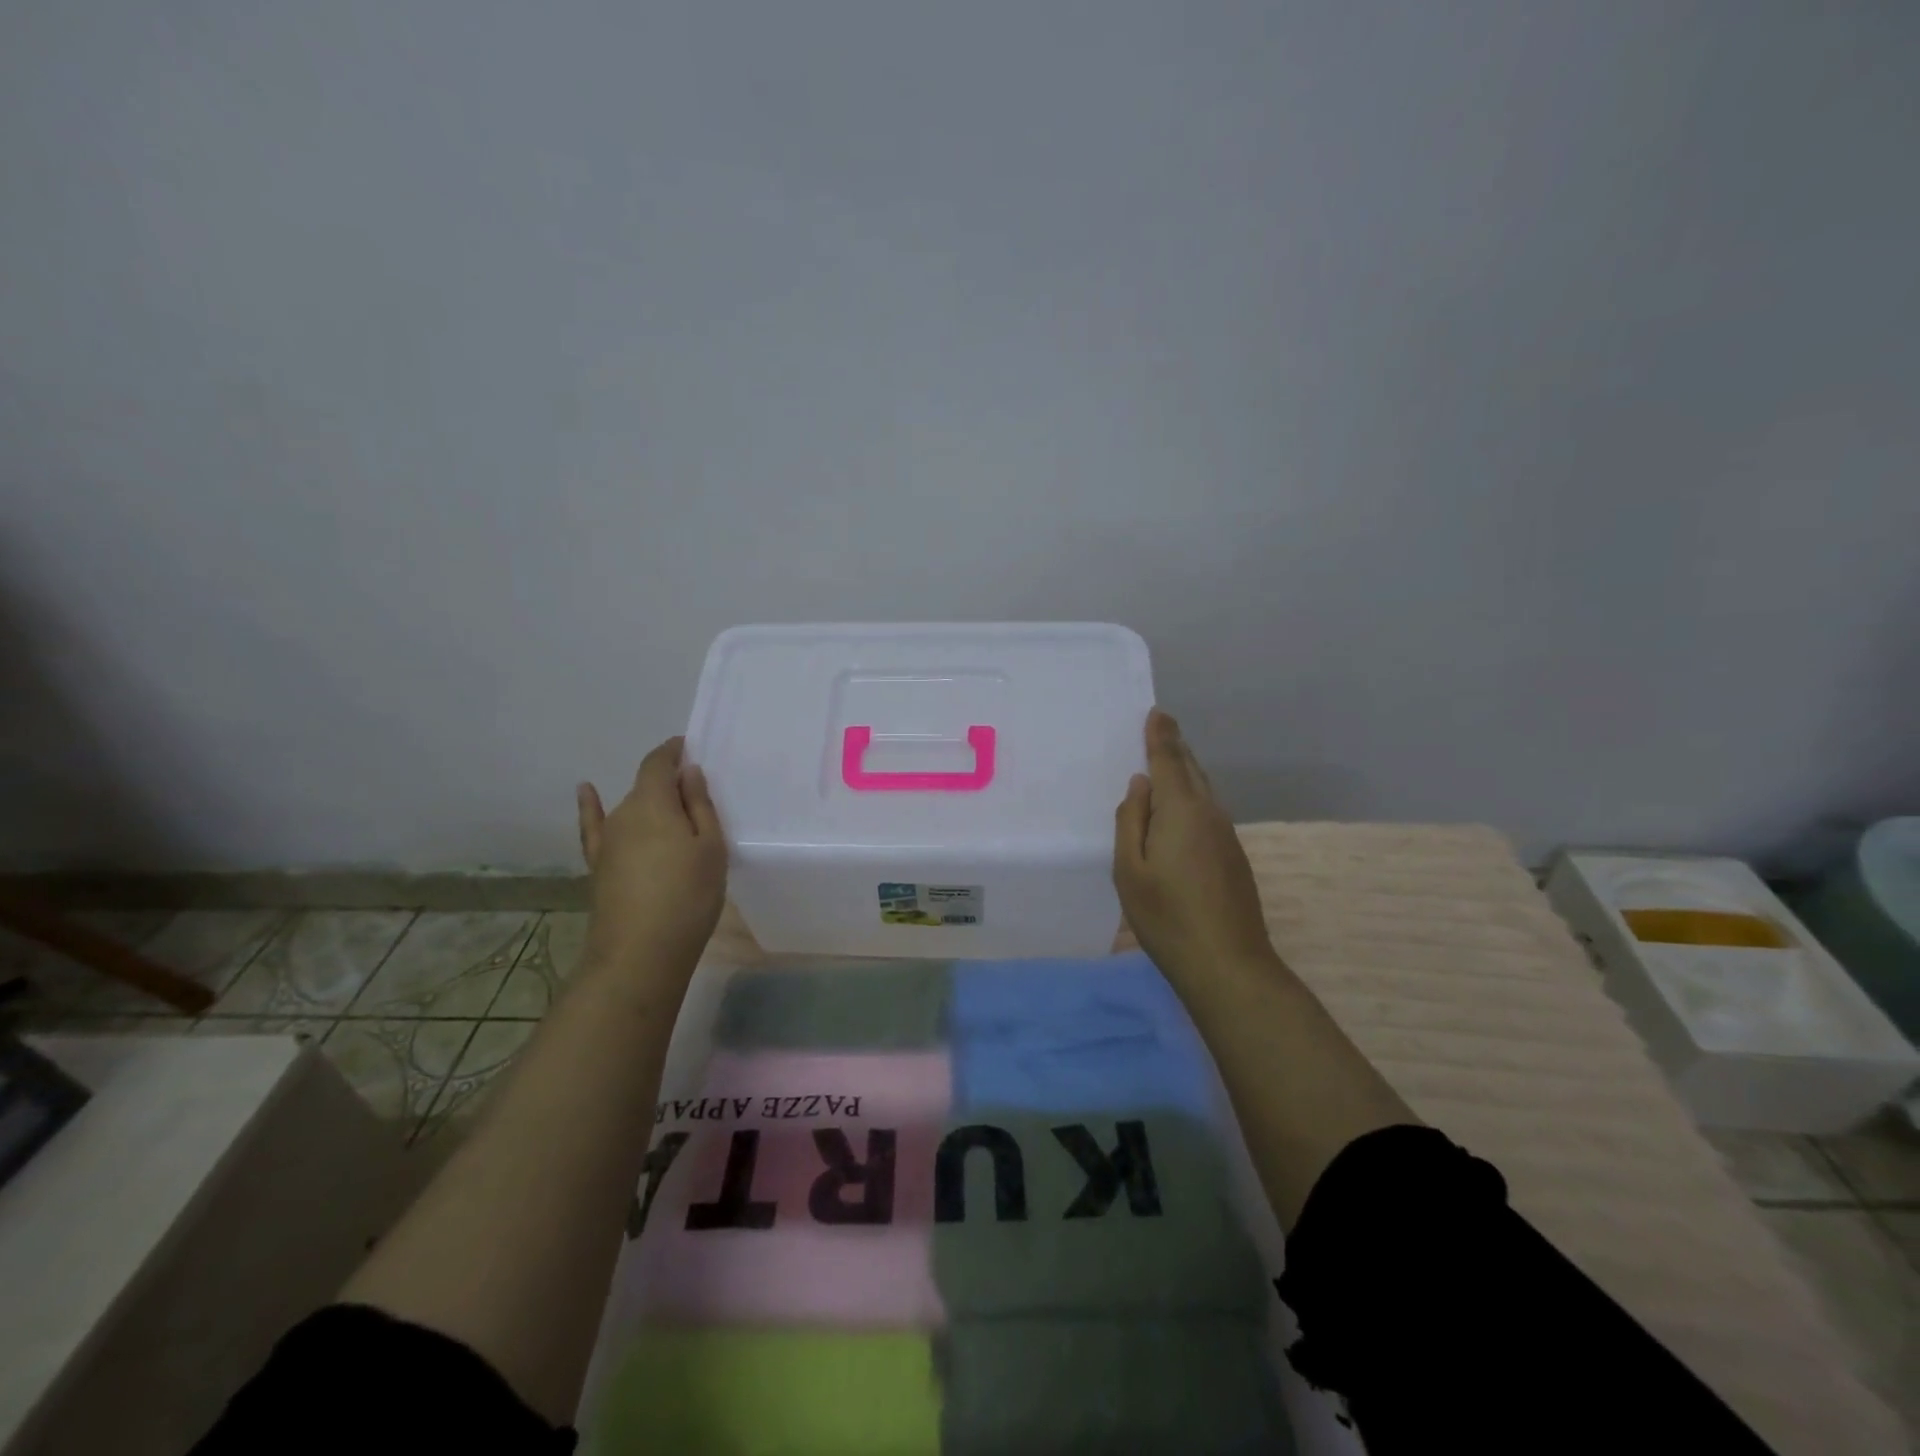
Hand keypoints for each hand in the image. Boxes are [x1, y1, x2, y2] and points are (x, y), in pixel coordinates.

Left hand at [576, 737, 727, 982]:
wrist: (641, 953)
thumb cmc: (688, 896)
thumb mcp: (711, 847)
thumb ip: (699, 806)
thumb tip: (687, 772)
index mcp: (654, 803)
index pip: (658, 763)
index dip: (672, 751)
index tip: (690, 747)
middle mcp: (624, 813)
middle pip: (647, 787)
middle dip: (670, 785)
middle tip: (700, 799)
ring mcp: (607, 840)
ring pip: (631, 809)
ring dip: (651, 804)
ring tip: (676, 813)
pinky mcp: (598, 865)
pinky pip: (594, 827)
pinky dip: (591, 807)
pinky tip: (586, 792)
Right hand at [1113, 709, 1274, 982]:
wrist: (1227, 963)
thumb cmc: (1166, 916)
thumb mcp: (1129, 870)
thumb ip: (1131, 821)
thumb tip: (1141, 784)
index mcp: (1181, 810)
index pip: (1169, 760)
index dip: (1161, 735)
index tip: (1157, 712)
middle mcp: (1209, 813)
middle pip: (1191, 770)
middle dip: (1175, 747)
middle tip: (1159, 728)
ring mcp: (1226, 835)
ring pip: (1203, 790)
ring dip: (1185, 771)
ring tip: (1165, 762)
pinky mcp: (1233, 855)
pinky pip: (1208, 811)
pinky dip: (1192, 797)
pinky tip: (1179, 810)